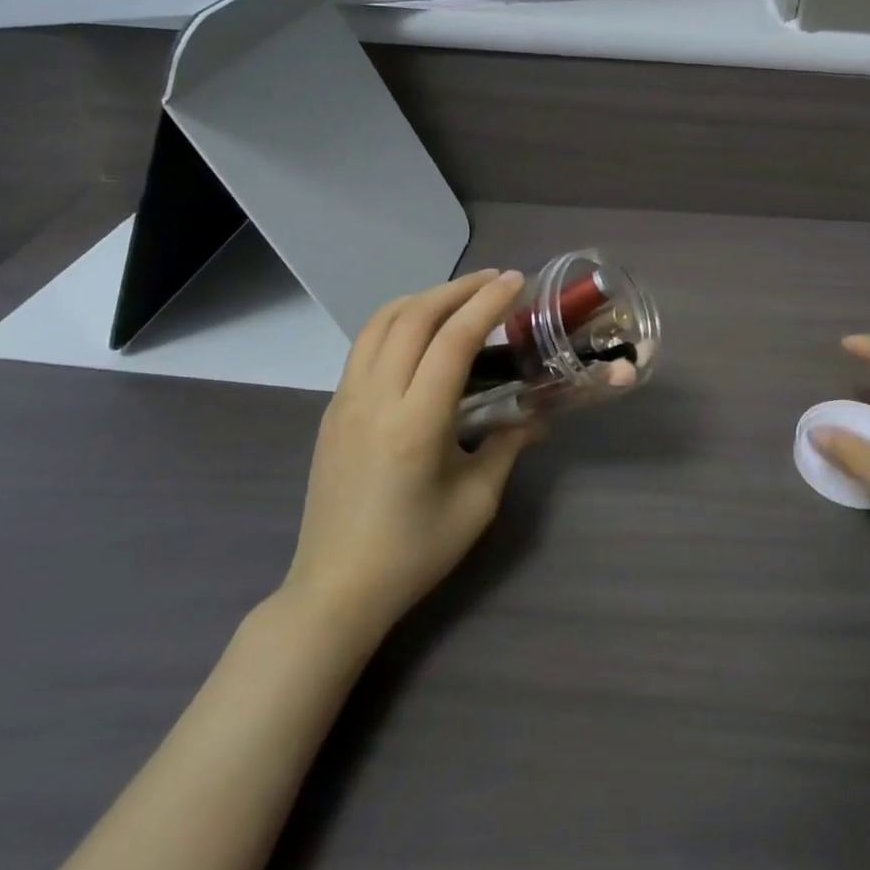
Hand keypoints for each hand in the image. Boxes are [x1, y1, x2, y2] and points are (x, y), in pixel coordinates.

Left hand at [283, 269, 542, 632]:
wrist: (336, 590)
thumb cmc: (414, 552)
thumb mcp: (476, 502)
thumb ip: (507, 446)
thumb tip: (535, 416)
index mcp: (415, 423)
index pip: (453, 341)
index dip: (486, 304)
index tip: (515, 282)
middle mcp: (375, 399)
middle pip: (413, 317)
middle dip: (457, 288)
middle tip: (494, 280)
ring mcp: (346, 401)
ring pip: (381, 322)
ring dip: (423, 298)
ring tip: (459, 295)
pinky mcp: (334, 410)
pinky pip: (364, 345)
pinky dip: (398, 320)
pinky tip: (421, 332)